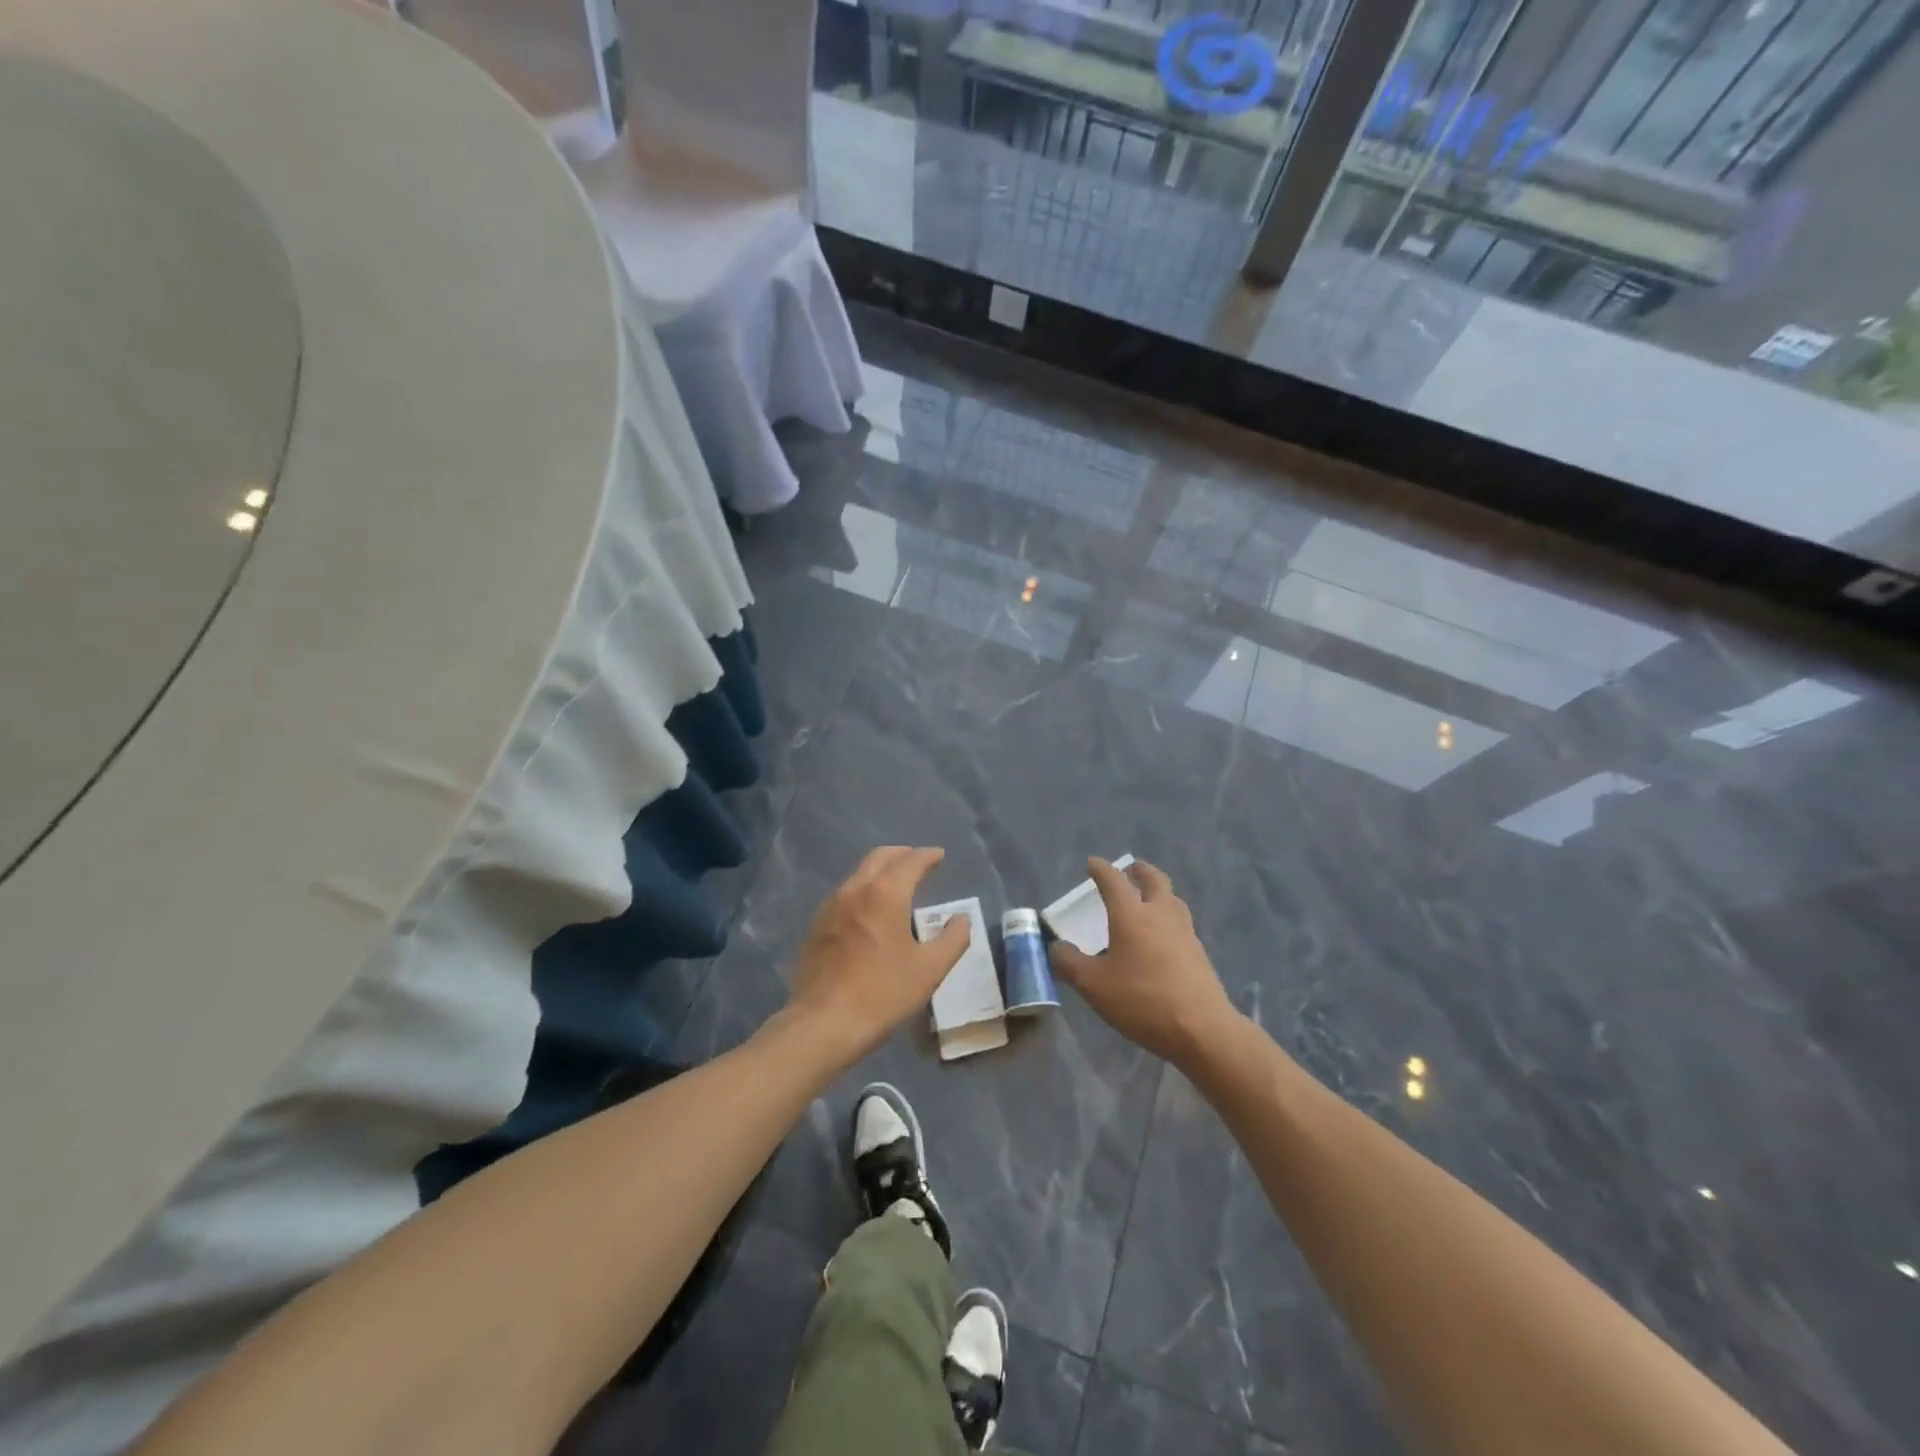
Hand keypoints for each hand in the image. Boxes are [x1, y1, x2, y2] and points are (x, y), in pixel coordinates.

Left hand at [784, 846, 970, 1066]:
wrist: (823, 1022)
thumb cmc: (883, 993)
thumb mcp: (930, 969)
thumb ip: (953, 939)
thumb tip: (961, 918)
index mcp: (886, 893)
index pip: (911, 861)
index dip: (928, 856)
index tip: (939, 856)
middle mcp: (856, 889)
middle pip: (880, 857)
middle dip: (902, 854)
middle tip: (918, 862)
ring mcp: (831, 905)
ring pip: (859, 873)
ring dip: (880, 871)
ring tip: (896, 885)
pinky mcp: (817, 924)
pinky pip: (845, 894)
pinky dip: (863, 890)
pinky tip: (869, 911)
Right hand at [1050, 858, 1239, 1070]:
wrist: (1201, 1029)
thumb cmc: (1142, 1000)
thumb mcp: (1093, 986)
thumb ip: (1069, 964)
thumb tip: (1056, 948)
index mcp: (1131, 914)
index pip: (1114, 880)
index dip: (1101, 869)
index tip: (1092, 863)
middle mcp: (1160, 914)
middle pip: (1154, 879)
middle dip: (1140, 870)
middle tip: (1130, 869)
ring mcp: (1184, 932)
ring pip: (1172, 899)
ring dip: (1159, 891)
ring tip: (1148, 899)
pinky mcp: (1198, 953)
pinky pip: (1181, 922)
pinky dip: (1168, 917)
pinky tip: (1162, 936)